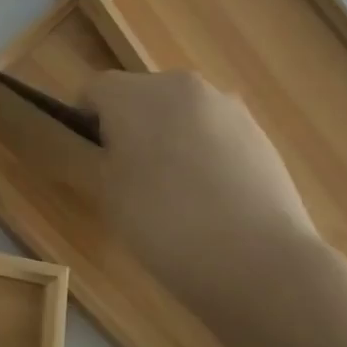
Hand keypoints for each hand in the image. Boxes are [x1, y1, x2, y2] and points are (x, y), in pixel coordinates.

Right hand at [86, 70, 327, 312]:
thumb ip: (105, 156)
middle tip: (132, 172)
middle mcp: (179, 85)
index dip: (86, 119)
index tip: (92, 154)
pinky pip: (215, 132)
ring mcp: (225, 106)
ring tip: (178, 188)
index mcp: (132, 94)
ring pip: (182, 112)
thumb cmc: (163, 222)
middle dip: (132, 123)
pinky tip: (212, 196)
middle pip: (141, 95)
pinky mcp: (259, 132)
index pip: (94, 90)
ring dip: (172, 135)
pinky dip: (206, 151)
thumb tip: (117, 146)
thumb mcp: (108, 192)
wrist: (258, 260)